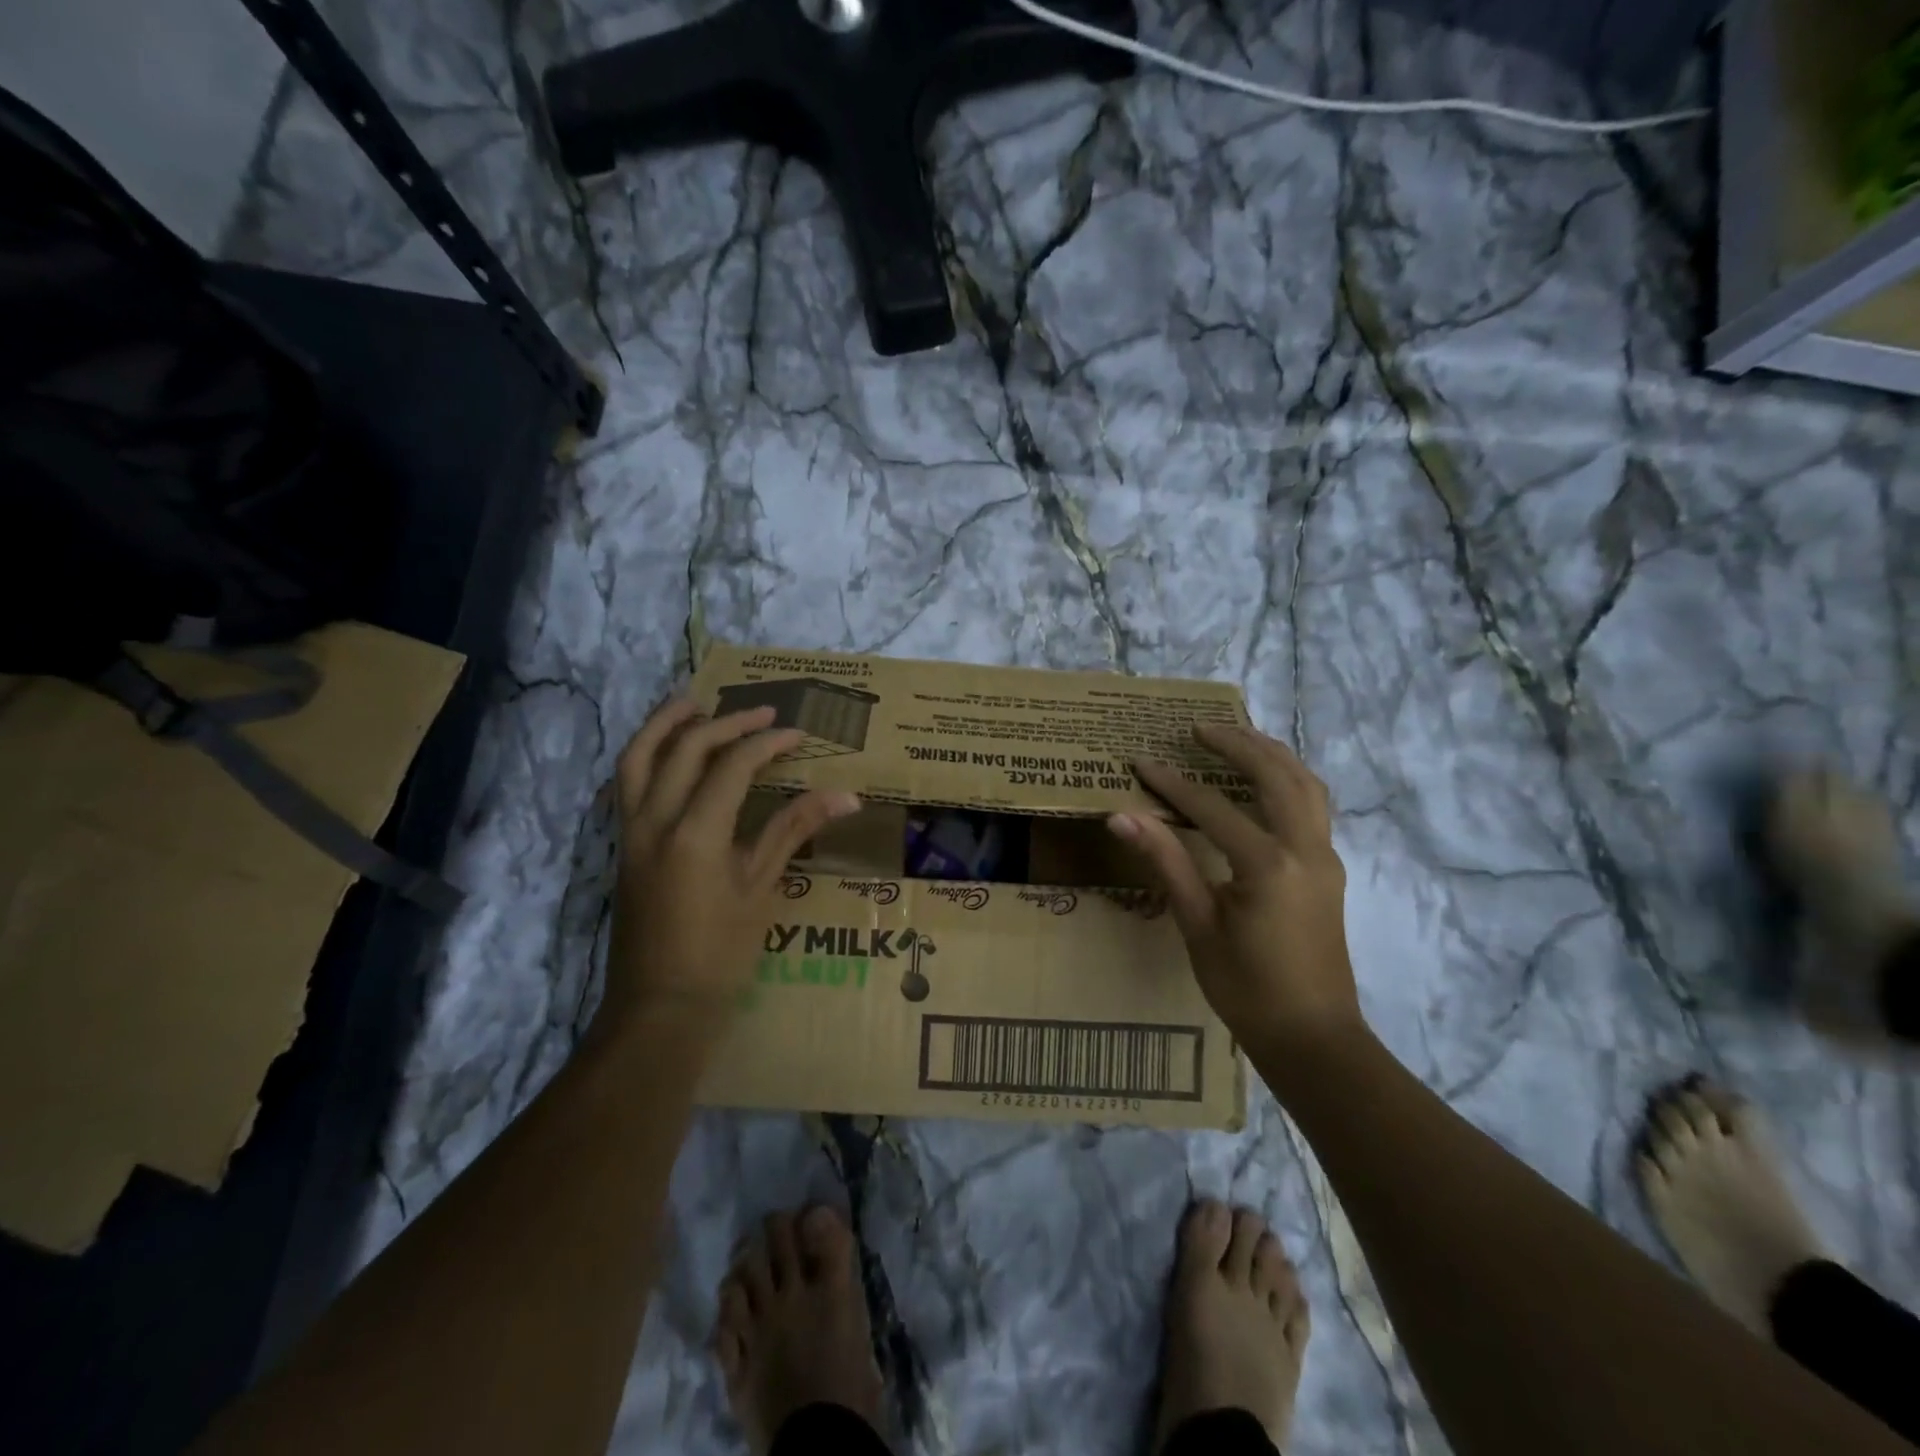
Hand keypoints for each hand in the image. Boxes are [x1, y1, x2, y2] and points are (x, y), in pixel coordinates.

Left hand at [599, 699, 860, 1042]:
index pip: (732, 766)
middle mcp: (655, 821)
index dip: (767, 744)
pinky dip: (647, 755)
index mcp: (694, 833)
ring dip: (665, 723)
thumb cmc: (720, 953)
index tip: (798, 734)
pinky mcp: (623, 845)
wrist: (660, 1007)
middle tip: (762, 714)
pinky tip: (669, 752)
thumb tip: (846, 795)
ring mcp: (631, 832)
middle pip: (684, 748)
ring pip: (637, 757)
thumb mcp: (762, 888)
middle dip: (725, 722)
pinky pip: (627, 783)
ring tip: (694, 702)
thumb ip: (794, 830)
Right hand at [1108, 723, 1363, 1057]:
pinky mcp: (1330, 869)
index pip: (1212, 808)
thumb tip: (1122, 816)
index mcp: (1269, 864)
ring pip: (1306, 785)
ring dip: (1272, 755)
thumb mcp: (1199, 925)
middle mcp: (1305, 849)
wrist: (1314, 1037)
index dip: (1172, 784)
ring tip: (1238, 737)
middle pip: (1275, 776)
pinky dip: (1290, 779)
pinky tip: (1268, 781)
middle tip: (1199, 727)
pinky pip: (1315, 806)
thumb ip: (1166, 862)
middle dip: (1237, 744)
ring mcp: (1325, 857)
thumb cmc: (1247, 988)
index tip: (1141, 761)